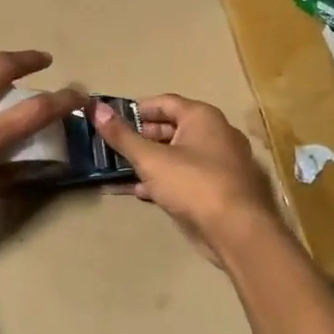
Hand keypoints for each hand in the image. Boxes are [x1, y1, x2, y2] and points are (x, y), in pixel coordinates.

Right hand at [92, 95, 282, 265]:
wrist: (237, 231)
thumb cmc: (194, 184)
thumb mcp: (151, 159)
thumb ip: (122, 136)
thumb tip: (96, 108)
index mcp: (202, 117)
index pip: (164, 102)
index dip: (137, 109)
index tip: (111, 119)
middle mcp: (215, 134)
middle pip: (171, 128)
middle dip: (140, 137)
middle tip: (111, 146)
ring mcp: (219, 163)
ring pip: (176, 155)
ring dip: (148, 161)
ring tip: (118, 169)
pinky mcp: (218, 189)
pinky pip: (185, 177)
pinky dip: (163, 180)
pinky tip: (140, 191)